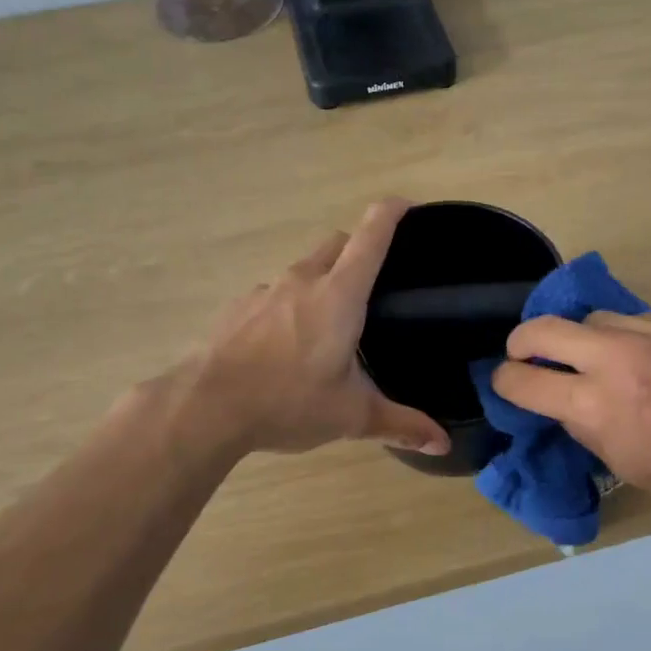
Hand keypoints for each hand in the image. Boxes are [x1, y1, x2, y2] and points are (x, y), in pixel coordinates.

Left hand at [186, 200, 450, 457]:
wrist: (207, 407)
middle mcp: (302, 280)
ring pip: (303, 269)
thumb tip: (442, 443)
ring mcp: (265, 290)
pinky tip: (286, 345)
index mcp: (339, 295)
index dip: (393, 213)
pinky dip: (289, 306)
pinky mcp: (238, 308)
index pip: (371, 236)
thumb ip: (400, 424)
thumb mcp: (351, 416)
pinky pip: (274, 294)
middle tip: (375, 283)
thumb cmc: (288, 402)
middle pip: (337, 244)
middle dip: (358, 250)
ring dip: (322, 281)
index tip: (408, 206)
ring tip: (329, 324)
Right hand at [491, 312, 650, 521]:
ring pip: (588, 318)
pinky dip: (621, 338)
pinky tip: (640, 359)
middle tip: (524, 355)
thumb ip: (582, 424)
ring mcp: (648, 332)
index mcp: (596, 405)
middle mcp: (615, 359)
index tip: (505, 383)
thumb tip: (561, 401)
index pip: (523, 381)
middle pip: (541, 328)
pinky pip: (630, 321)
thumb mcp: (621, 461)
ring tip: (591, 359)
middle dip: (521, 342)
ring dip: (577, 339)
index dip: (504, 382)